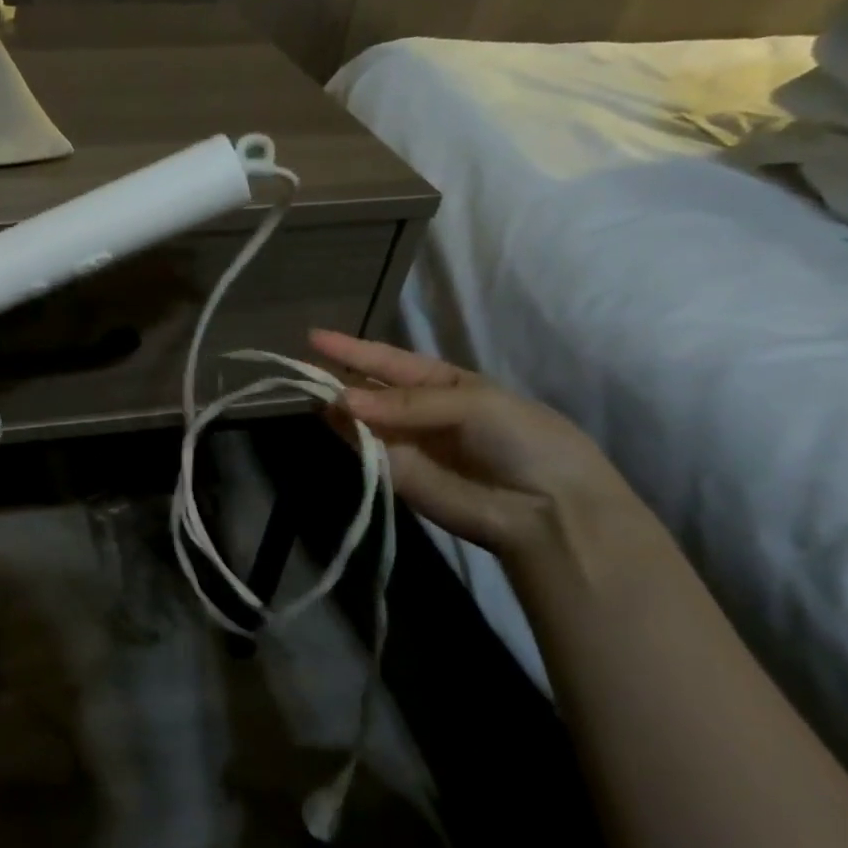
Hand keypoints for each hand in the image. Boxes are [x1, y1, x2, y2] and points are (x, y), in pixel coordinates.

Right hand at [309, 330, 641, 562]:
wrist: (547, 510)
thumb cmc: (523, 440)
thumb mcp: (474, 403)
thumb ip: (407, 402)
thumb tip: (342, 402)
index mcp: (445, 384)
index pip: (390, 361)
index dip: (354, 349)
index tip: (313, 337)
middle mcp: (419, 411)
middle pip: (369, 388)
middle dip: (339, 374)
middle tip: (300, 366)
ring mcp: (404, 443)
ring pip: (359, 417)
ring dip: (336, 403)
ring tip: (309, 388)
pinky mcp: (395, 474)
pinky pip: (363, 447)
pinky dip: (344, 432)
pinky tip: (328, 415)